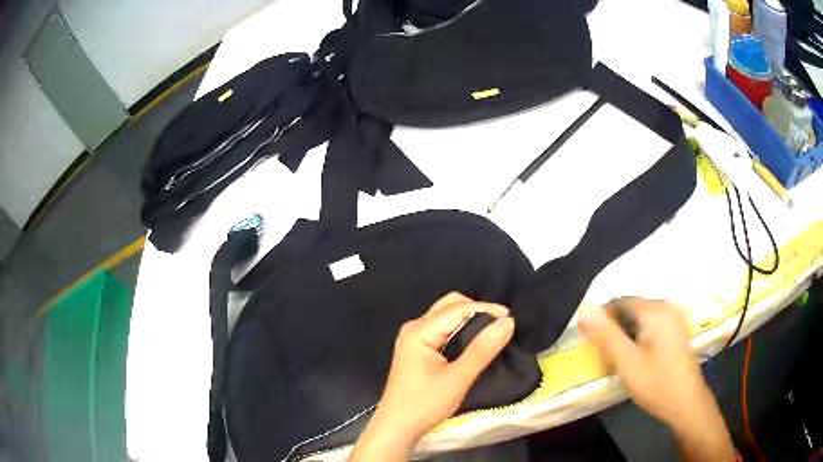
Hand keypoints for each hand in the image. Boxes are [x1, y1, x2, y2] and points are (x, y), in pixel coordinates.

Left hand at [350, 293, 514, 460]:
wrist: (397, 427)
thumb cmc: (424, 404)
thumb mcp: (457, 379)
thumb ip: (482, 350)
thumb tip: (507, 322)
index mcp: (419, 331)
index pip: (457, 308)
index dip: (485, 309)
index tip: (511, 318)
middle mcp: (414, 328)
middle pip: (449, 306)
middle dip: (476, 310)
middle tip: (500, 324)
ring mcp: (414, 339)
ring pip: (445, 317)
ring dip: (468, 320)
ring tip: (491, 331)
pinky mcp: (417, 351)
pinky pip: (442, 330)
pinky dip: (460, 330)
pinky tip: (473, 342)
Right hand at [579, 297, 734, 461]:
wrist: (686, 403)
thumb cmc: (656, 384)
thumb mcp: (627, 362)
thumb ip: (606, 335)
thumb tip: (584, 308)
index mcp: (656, 311)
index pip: (621, 301)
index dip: (602, 318)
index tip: (589, 339)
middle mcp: (667, 307)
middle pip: (632, 307)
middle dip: (614, 325)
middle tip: (602, 351)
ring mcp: (674, 317)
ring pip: (641, 317)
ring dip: (625, 331)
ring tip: (616, 355)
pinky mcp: (677, 328)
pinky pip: (651, 323)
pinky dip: (638, 335)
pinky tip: (635, 355)